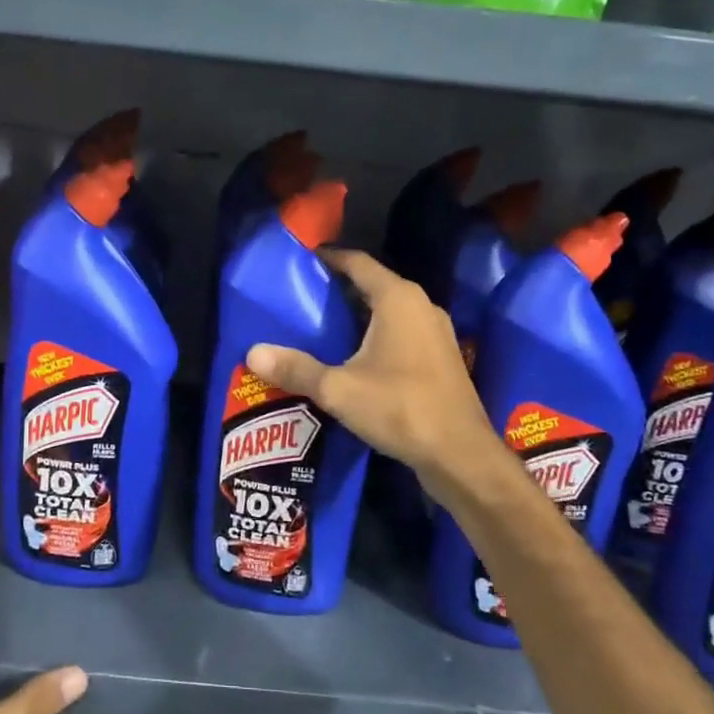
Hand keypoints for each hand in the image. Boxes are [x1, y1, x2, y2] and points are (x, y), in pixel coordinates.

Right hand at [247, 249, 496, 490]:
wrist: (460, 455)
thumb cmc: (400, 408)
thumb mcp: (339, 389)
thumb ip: (296, 369)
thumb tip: (253, 353)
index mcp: (398, 299)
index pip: (358, 263)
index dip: (329, 258)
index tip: (301, 261)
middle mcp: (421, 306)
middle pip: (374, 284)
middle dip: (340, 288)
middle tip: (302, 297)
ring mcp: (436, 333)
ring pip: (390, 311)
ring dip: (359, 314)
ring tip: (322, 325)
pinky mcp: (441, 358)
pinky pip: (402, 333)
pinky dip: (377, 335)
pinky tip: (355, 357)